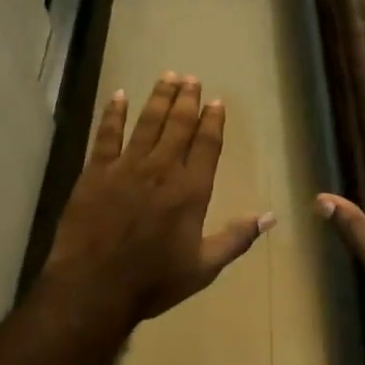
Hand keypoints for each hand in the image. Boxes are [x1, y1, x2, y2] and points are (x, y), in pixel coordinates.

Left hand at [44, 73, 273, 326]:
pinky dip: (114, 113)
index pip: (207, 145)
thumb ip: (236, 238)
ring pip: (147, 123)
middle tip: (192, 79)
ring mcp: (127, 167)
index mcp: (191, 190)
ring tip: (168, 77)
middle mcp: (162, 170)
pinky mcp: (96, 172)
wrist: (95, 287)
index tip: (217, 102)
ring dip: (159, 98)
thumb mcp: (204, 267)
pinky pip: (107, 134)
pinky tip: (119, 95)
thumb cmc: (153, 281)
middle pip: (178, 125)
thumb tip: (270, 216)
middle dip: (187, 100)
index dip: (213, 121)